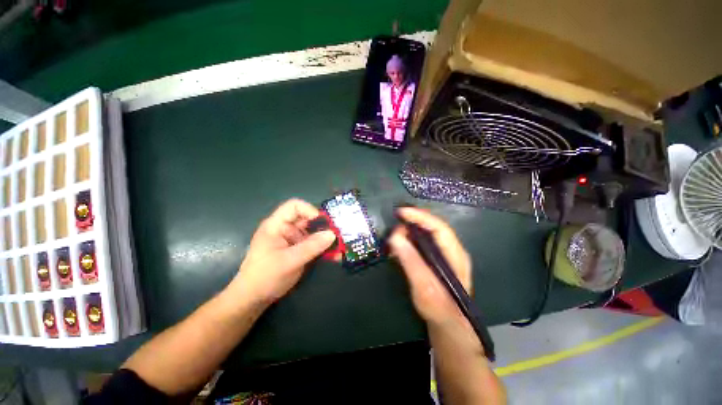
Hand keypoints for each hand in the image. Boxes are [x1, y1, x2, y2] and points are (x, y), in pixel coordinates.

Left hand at [231, 199, 335, 305]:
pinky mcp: (299, 251)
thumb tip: (332, 234)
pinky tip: (335, 256)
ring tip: (340, 246)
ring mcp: (293, 240)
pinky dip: (324, 249)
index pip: (294, 206)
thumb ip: (311, 247)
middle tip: (339, 234)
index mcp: (277, 225)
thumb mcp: (289, 261)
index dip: (309, 210)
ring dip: (326, 239)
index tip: (323, 223)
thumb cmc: (265, 276)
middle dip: (324, 226)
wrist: (254, 299)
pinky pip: (314, 245)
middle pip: (307, 219)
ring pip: (314, 233)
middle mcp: (286, 229)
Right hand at [388, 207, 472, 326]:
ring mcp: (443, 255)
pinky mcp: (434, 260)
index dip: (420, 216)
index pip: (439, 227)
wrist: (449, 328)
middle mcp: (451, 250)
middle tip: (394, 229)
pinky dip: (409, 242)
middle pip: (432, 227)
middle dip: (412, 223)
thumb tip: (395, 237)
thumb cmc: (440, 311)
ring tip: (394, 238)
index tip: (401, 212)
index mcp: (455, 255)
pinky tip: (399, 248)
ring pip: (425, 234)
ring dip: (409, 232)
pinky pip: (421, 244)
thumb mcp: (425, 288)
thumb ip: (411, 262)